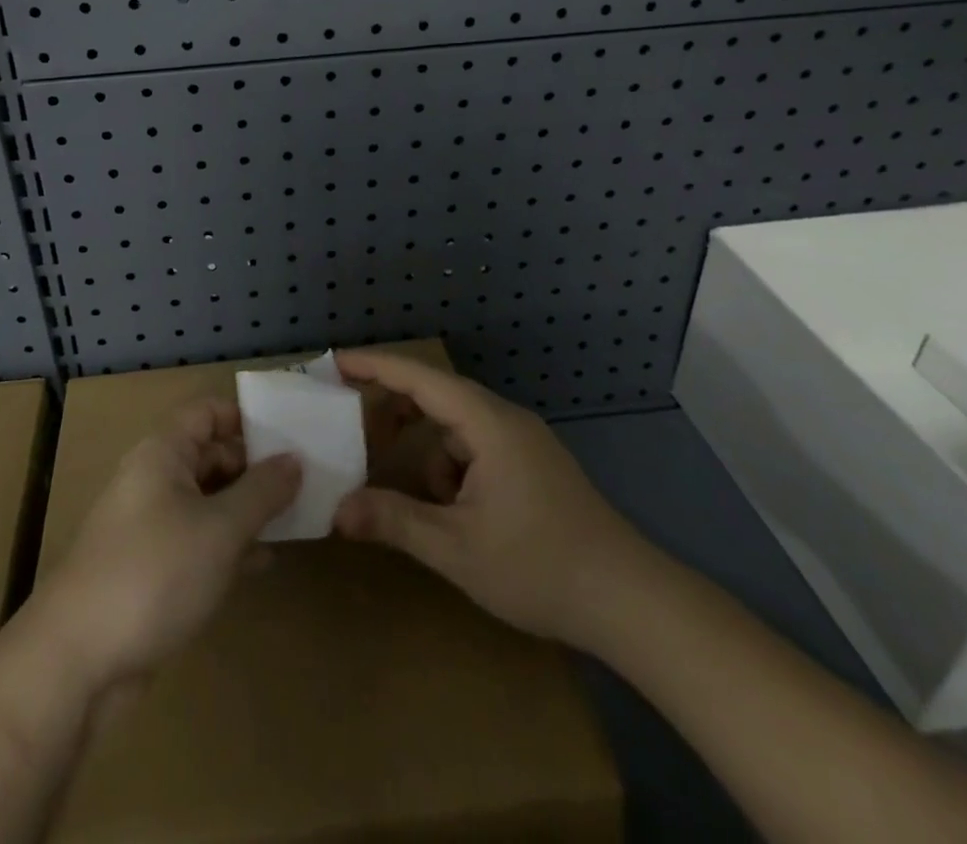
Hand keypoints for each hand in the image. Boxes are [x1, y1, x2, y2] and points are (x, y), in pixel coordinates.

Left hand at [37, 398, 301, 698]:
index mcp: (162, 452)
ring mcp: (150, 525)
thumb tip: (295, 459)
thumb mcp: (220, 529)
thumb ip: (262, 491)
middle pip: (210, 454)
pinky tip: (263, 562)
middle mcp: (154, 479)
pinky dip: (229, 545)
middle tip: (307, 482)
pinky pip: (198, 540)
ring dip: (247, 508)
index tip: (292, 436)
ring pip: (208, 500)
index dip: (247, 418)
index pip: (208, 412)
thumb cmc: (154, 574)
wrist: (77, 661)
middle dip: (255, 467)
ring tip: (296, 519)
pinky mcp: (151, 567)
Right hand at [332, 350, 657, 650]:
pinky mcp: (533, 466)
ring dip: (427, 451)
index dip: (374, 366)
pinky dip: (453, 469)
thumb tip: (337, 511)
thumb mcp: (456, 548)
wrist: (631, 603)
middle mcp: (505, 420)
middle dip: (395, 411)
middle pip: (437, 396)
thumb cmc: (540, 566)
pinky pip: (477, 449)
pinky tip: (454, 514)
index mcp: (487, 423)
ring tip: (410, 495)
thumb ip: (394, 521)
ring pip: (457, 429)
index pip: (420, 378)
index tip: (335, 363)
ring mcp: (523, 443)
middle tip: (355, 429)